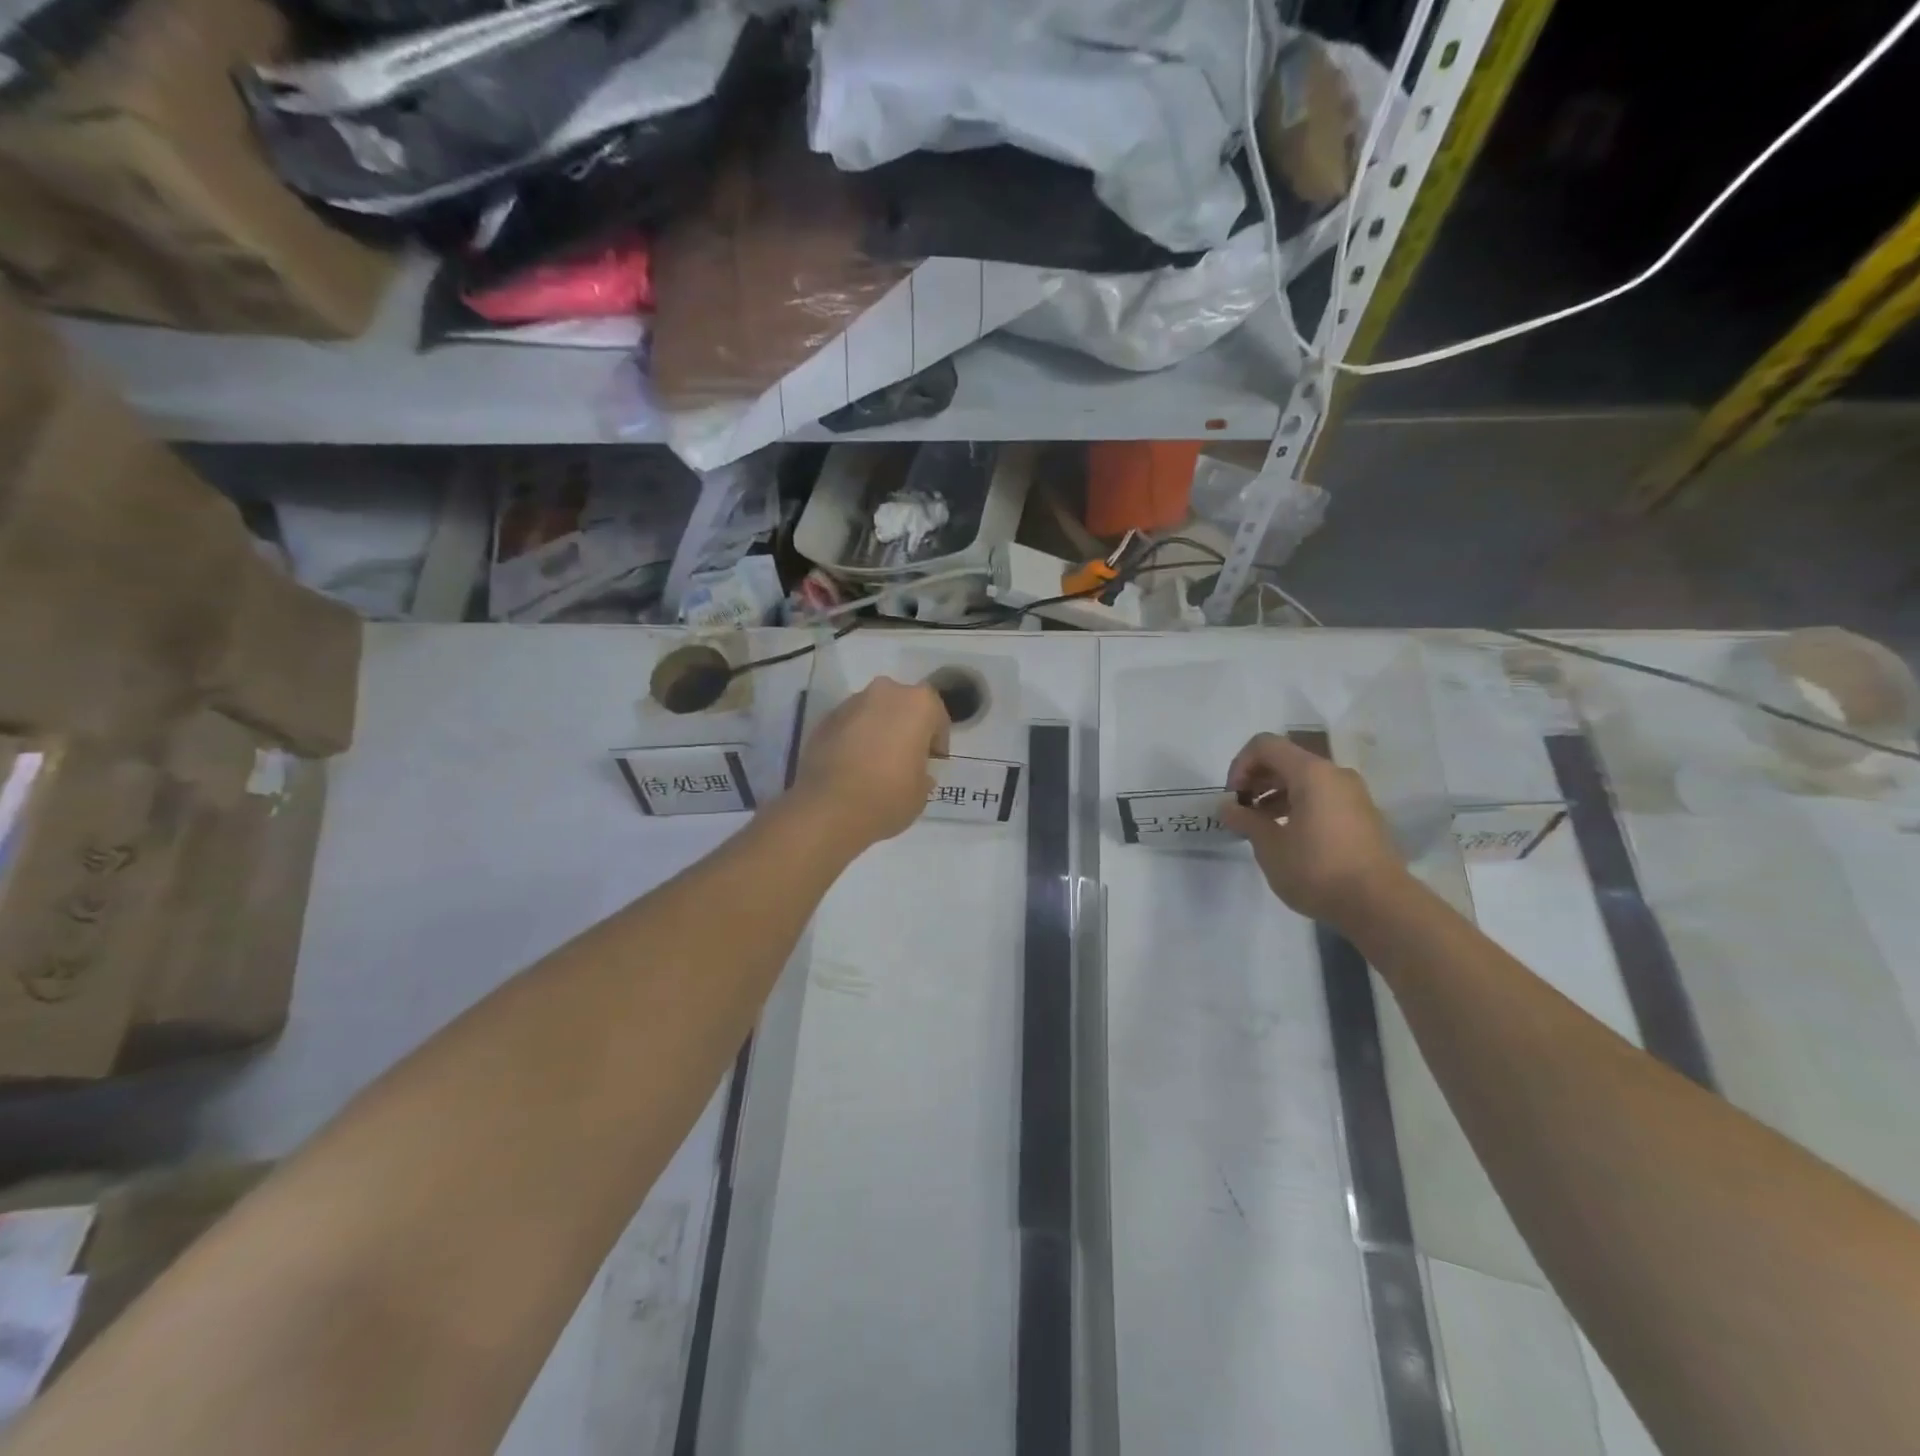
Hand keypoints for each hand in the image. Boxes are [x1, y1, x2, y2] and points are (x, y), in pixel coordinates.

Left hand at [792, 677, 948, 848]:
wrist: (830, 808)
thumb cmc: (889, 796)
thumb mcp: (922, 791)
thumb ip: (923, 772)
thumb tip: (915, 772)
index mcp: (918, 703)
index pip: (936, 715)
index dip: (936, 740)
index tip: (932, 762)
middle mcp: (885, 692)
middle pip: (902, 706)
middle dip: (905, 727)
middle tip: (904, 758)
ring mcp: (850, 703)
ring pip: (873, 712)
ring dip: (877, 730)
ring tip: (875, 764)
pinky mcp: (824, 720)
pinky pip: (849, 725)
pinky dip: (853, 739)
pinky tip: (852, 767)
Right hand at [1219, 732, 1407, 923]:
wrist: (1380, 905)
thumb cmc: (1317, 869)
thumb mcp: (1270, 846)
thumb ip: (1245, 820)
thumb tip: (1227, 807)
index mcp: (1311, 773)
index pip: (1265, 745)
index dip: (1240, 765)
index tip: (1233, 798)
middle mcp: (1335, 774)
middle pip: (1285, 760)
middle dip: (1256, 780)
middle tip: (1241, 812)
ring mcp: (1353, 794)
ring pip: (1304, 780)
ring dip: (1275, 795)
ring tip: (1260, 826)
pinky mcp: (1362, 815)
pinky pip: (1321, 797)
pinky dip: (1297, 806)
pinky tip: (1287, 836)